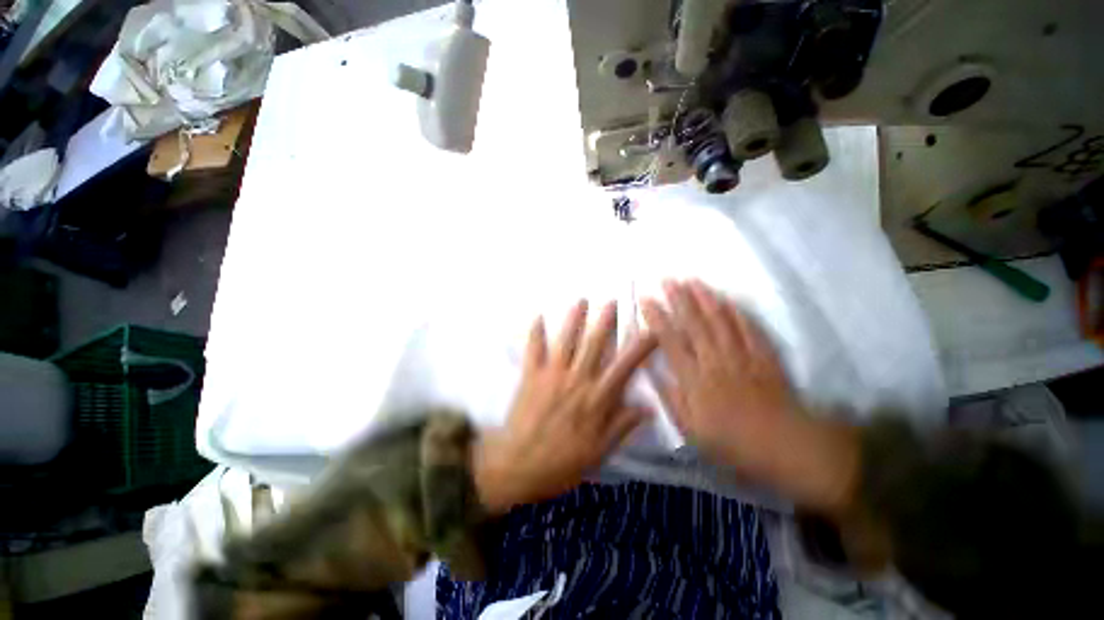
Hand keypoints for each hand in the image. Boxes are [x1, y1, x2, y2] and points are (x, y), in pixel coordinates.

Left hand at [474, 300, 656, 514]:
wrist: (519, 465)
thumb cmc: (562, 462)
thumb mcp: (599, 451)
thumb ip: (622, 426)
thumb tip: (648, 408)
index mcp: (596, 398)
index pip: (624, 366)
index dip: (640, 347)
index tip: (652, 330)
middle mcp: (577, 379)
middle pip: (594, 344)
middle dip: (605, 321)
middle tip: (612, 302)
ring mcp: (552, 374)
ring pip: (566, 340)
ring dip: (574, 319)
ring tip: (581, 300)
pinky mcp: (531, 375)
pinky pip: (533, 349)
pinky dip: (535, 333)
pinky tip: (537, 317)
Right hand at [641, 280, 797, 480]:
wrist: (787, 447)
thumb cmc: (733, 442)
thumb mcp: (692, 431)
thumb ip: (671, 399)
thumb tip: (652, 373)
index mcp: (695, 379)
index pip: (670, 340)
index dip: (656, 317)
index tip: (646, 299)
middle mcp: (715, 361)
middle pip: (694, 323)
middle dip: (678, 298)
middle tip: (667, 279)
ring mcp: (741, 355)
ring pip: (720, 320)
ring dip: (704, 298)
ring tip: (692, 280)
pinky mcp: (764, 355)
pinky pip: (749, 328)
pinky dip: (737, 312)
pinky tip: (727, 299)